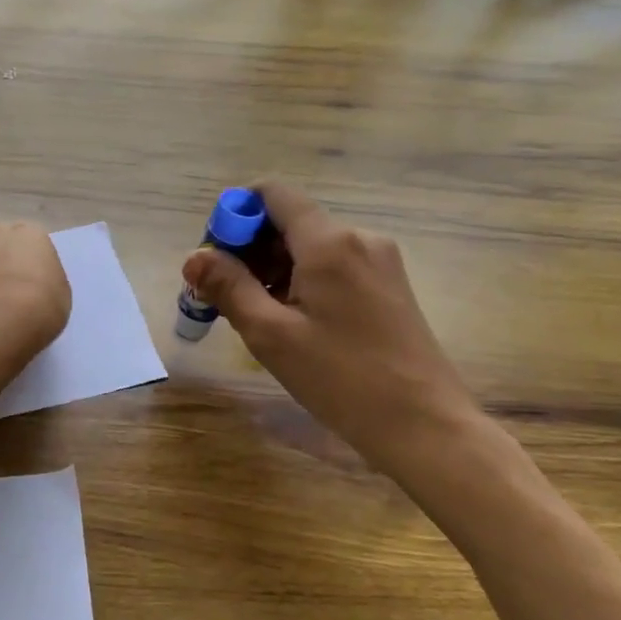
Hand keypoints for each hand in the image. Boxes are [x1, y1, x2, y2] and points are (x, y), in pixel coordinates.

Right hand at [182, 181, 479, 479]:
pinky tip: (291, 322)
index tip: (214, 256)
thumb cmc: (342, 379)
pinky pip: (332, 266)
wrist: (425, 426)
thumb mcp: (271, 334)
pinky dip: (302, 281)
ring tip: (255, 316)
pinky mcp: (389, 285)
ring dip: (273, 269)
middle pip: (289, 221)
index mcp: (329, 242)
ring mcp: (379, 261)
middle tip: (223, 295)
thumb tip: (194, 257)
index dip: (235, 214)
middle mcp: (358, 238)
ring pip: (310, 247)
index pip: (273, 194)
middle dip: (249, 249)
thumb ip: (228, 287)